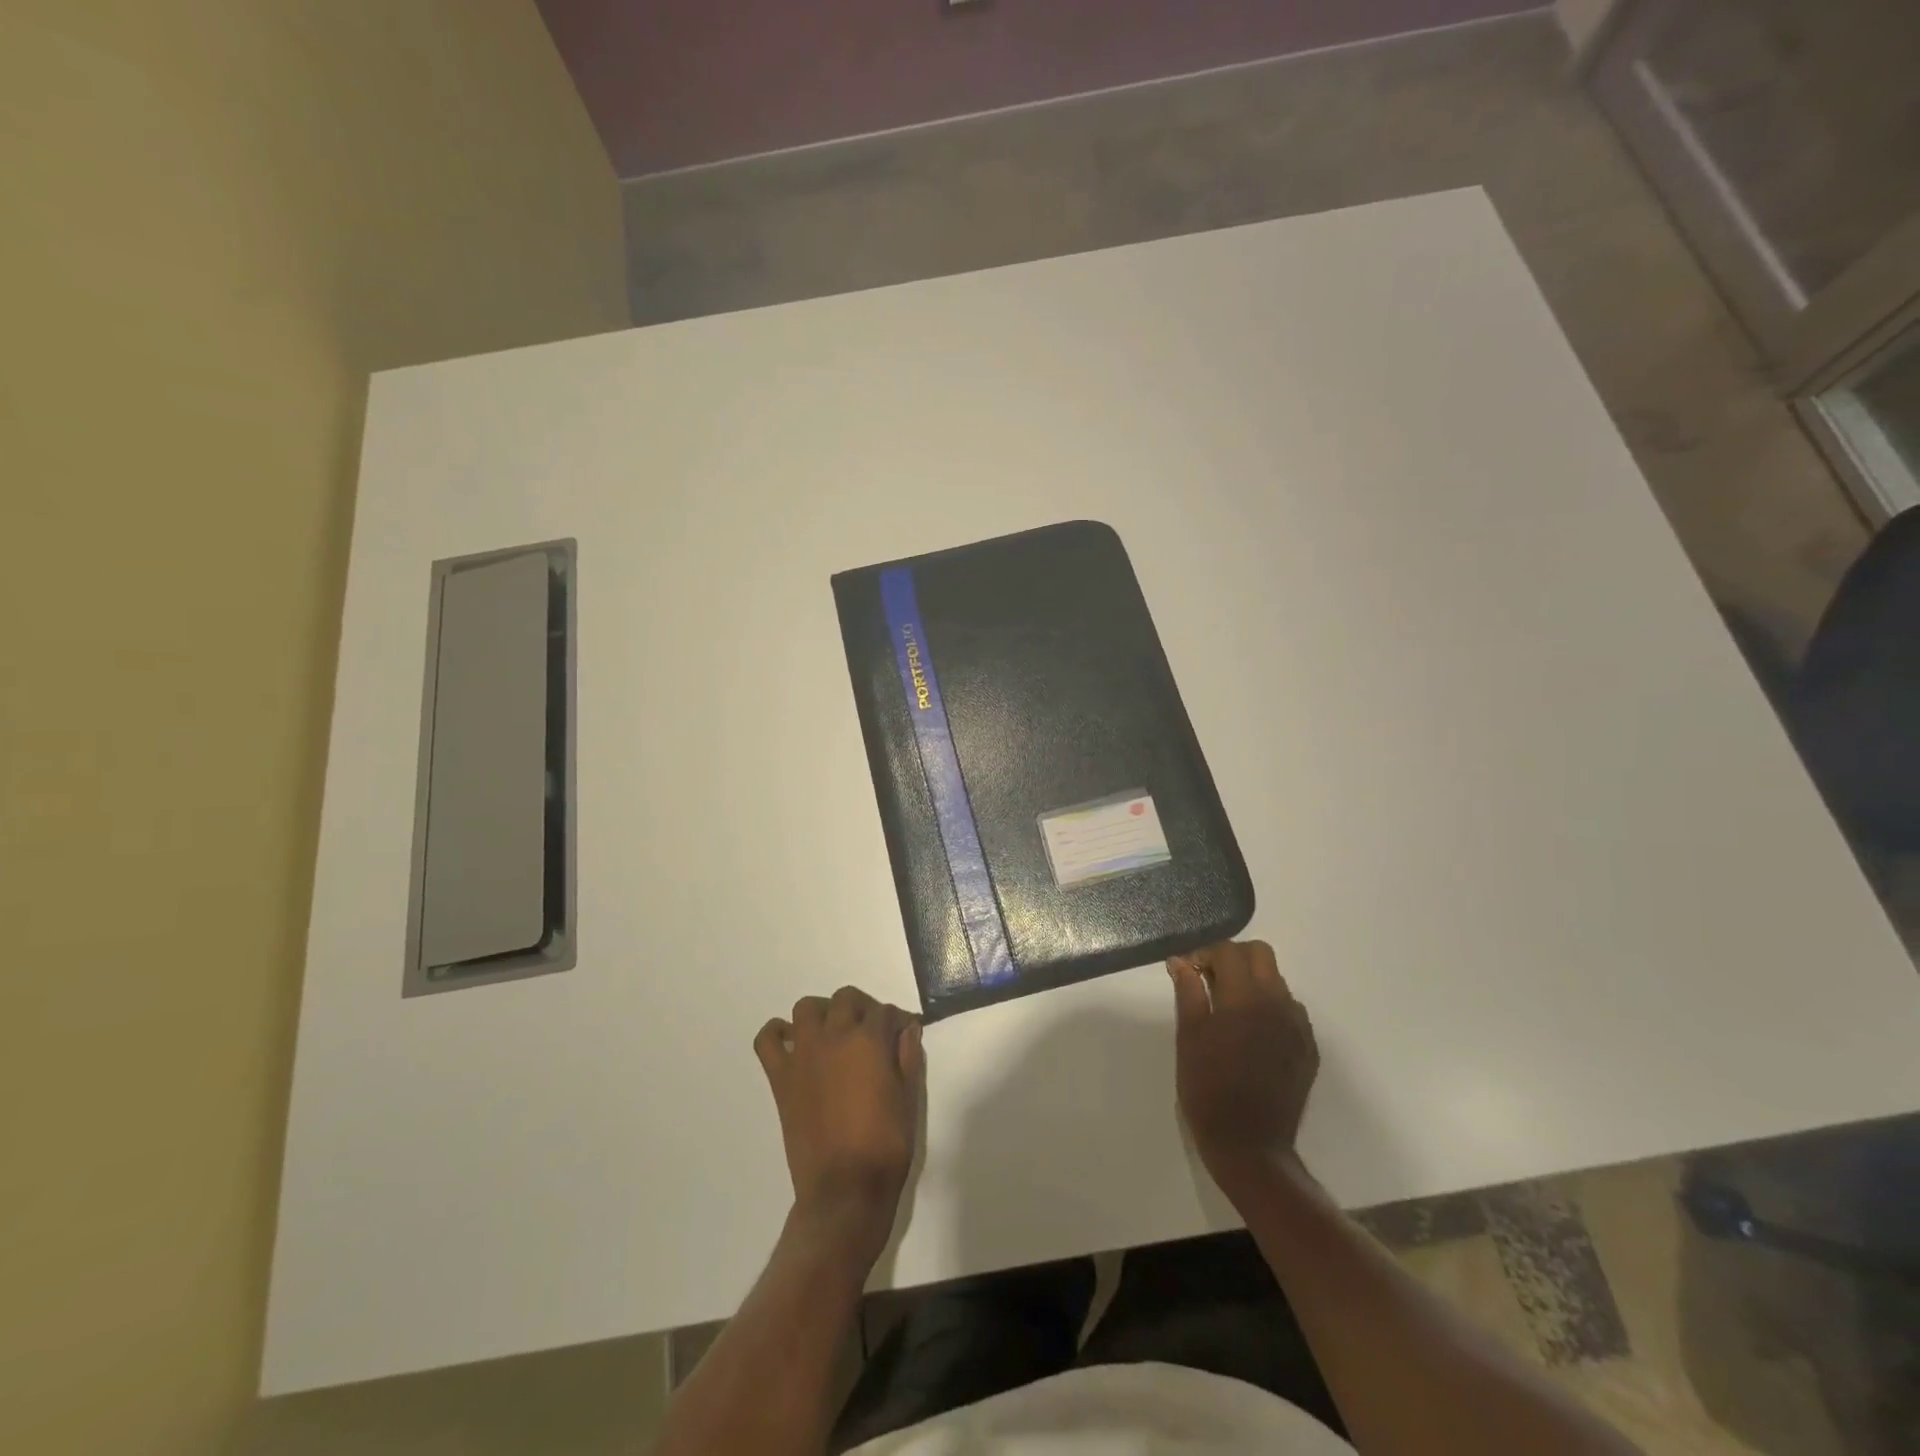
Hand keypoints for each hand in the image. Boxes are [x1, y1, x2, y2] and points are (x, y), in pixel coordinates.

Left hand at [754, 987, 923, 1258]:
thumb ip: (909, 1056)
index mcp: (869, 1041)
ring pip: (807, 1008)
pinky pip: (768, 1041)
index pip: (885, 1011)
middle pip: (846, 999)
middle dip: (863, 1008)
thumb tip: (907, 1028)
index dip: (897, 1020)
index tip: (903, 1031)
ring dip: (823, 1013)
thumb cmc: (886, 1146)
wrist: (845, 1190)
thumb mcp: (910, 1098)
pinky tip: (793, 1044)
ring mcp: (803, 1055)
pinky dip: (777, 1034)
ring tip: (834, 1034)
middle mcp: (834, 1037)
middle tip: (872, 1032)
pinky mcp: (781, 1077)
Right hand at [1169, 940, 1318, 1198]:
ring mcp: (1298, 1026)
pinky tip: (1251, 1032)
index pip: (1229, 951)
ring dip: (1252, 981)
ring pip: (1277, 980)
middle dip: (1233, 958)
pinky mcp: (1308, 1047)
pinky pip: (1290, 1010)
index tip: (1189, 972)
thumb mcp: (1188, 1038)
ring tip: (1229, 1009)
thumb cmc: (1208, 1090)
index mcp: (1245, 999)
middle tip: (1209, 980)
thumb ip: (1188, 992)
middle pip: (1261, 954)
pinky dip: (1269, 1007)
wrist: (1250, 1146)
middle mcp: (1278, 1004)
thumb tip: (1180, 962)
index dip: (1204, 954)